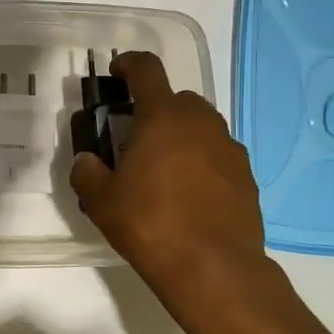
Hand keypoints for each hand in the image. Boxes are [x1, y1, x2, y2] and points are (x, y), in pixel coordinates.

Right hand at [69, 51, 267, 300]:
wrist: (214, 269)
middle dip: (156, 109)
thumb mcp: (101, 201)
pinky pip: (218, 155)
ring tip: (163, 169)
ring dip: (181, 135)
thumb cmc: (150, 225)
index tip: (117, 73)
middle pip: (177, 99)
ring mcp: (229, 148)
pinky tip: (189, 194)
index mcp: (163, 117)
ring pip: (201, 126)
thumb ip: (87, 172)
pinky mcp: (247, 176)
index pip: (146, 70)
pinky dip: (202, 162)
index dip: (129, 64)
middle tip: (136, 138)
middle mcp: (201, 122)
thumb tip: (87, 161)